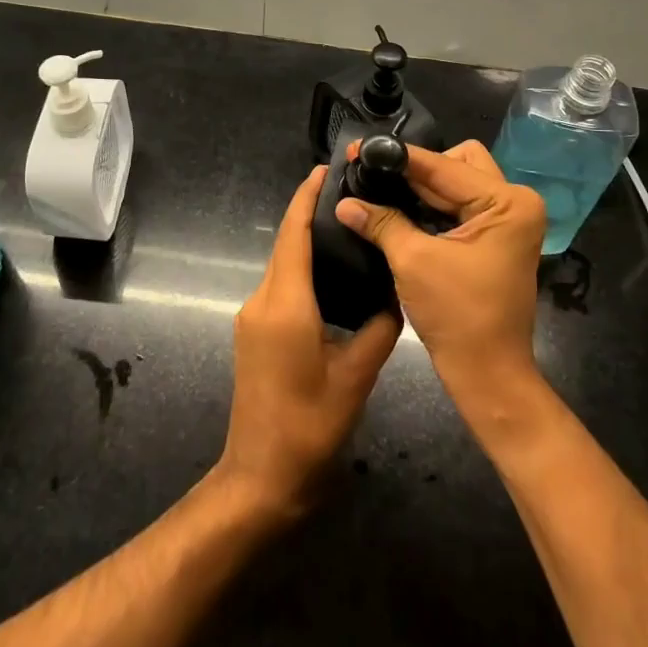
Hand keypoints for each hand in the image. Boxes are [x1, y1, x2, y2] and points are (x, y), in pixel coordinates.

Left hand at [216, 166, 400, 519]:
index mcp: (285, 304)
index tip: (325, 169)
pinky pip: (279, 285)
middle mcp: (262, 301)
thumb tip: (395, 293)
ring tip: (348, 226)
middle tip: (351, 194)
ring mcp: (252, 316)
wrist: (261, 476)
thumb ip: (379, 328)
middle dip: (309, 213)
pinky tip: (330, 271)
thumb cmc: (310, 426)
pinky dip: (301, 267)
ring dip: (306, 240)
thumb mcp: (357, 376)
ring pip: (282, 264)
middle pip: (286, 244)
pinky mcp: (253, 331)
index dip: (305, 198)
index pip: (293, 234)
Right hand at [334, 140, 546, 400]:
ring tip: (379, 187)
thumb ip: (380, 221)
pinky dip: (431, 206)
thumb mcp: (413, 260)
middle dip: (414, 170)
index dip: (398, 157)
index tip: (359, 149)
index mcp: (506, 202)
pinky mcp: (495, 237)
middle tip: (373, 175)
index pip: (443, 165)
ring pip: (456, 182)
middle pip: (455, 164)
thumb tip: (343, 200)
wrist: (488, 374)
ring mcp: (507, 220)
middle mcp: (514, 202)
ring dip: (420, 187)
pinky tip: (398, 208)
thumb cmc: (457, 316)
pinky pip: (459, 205)